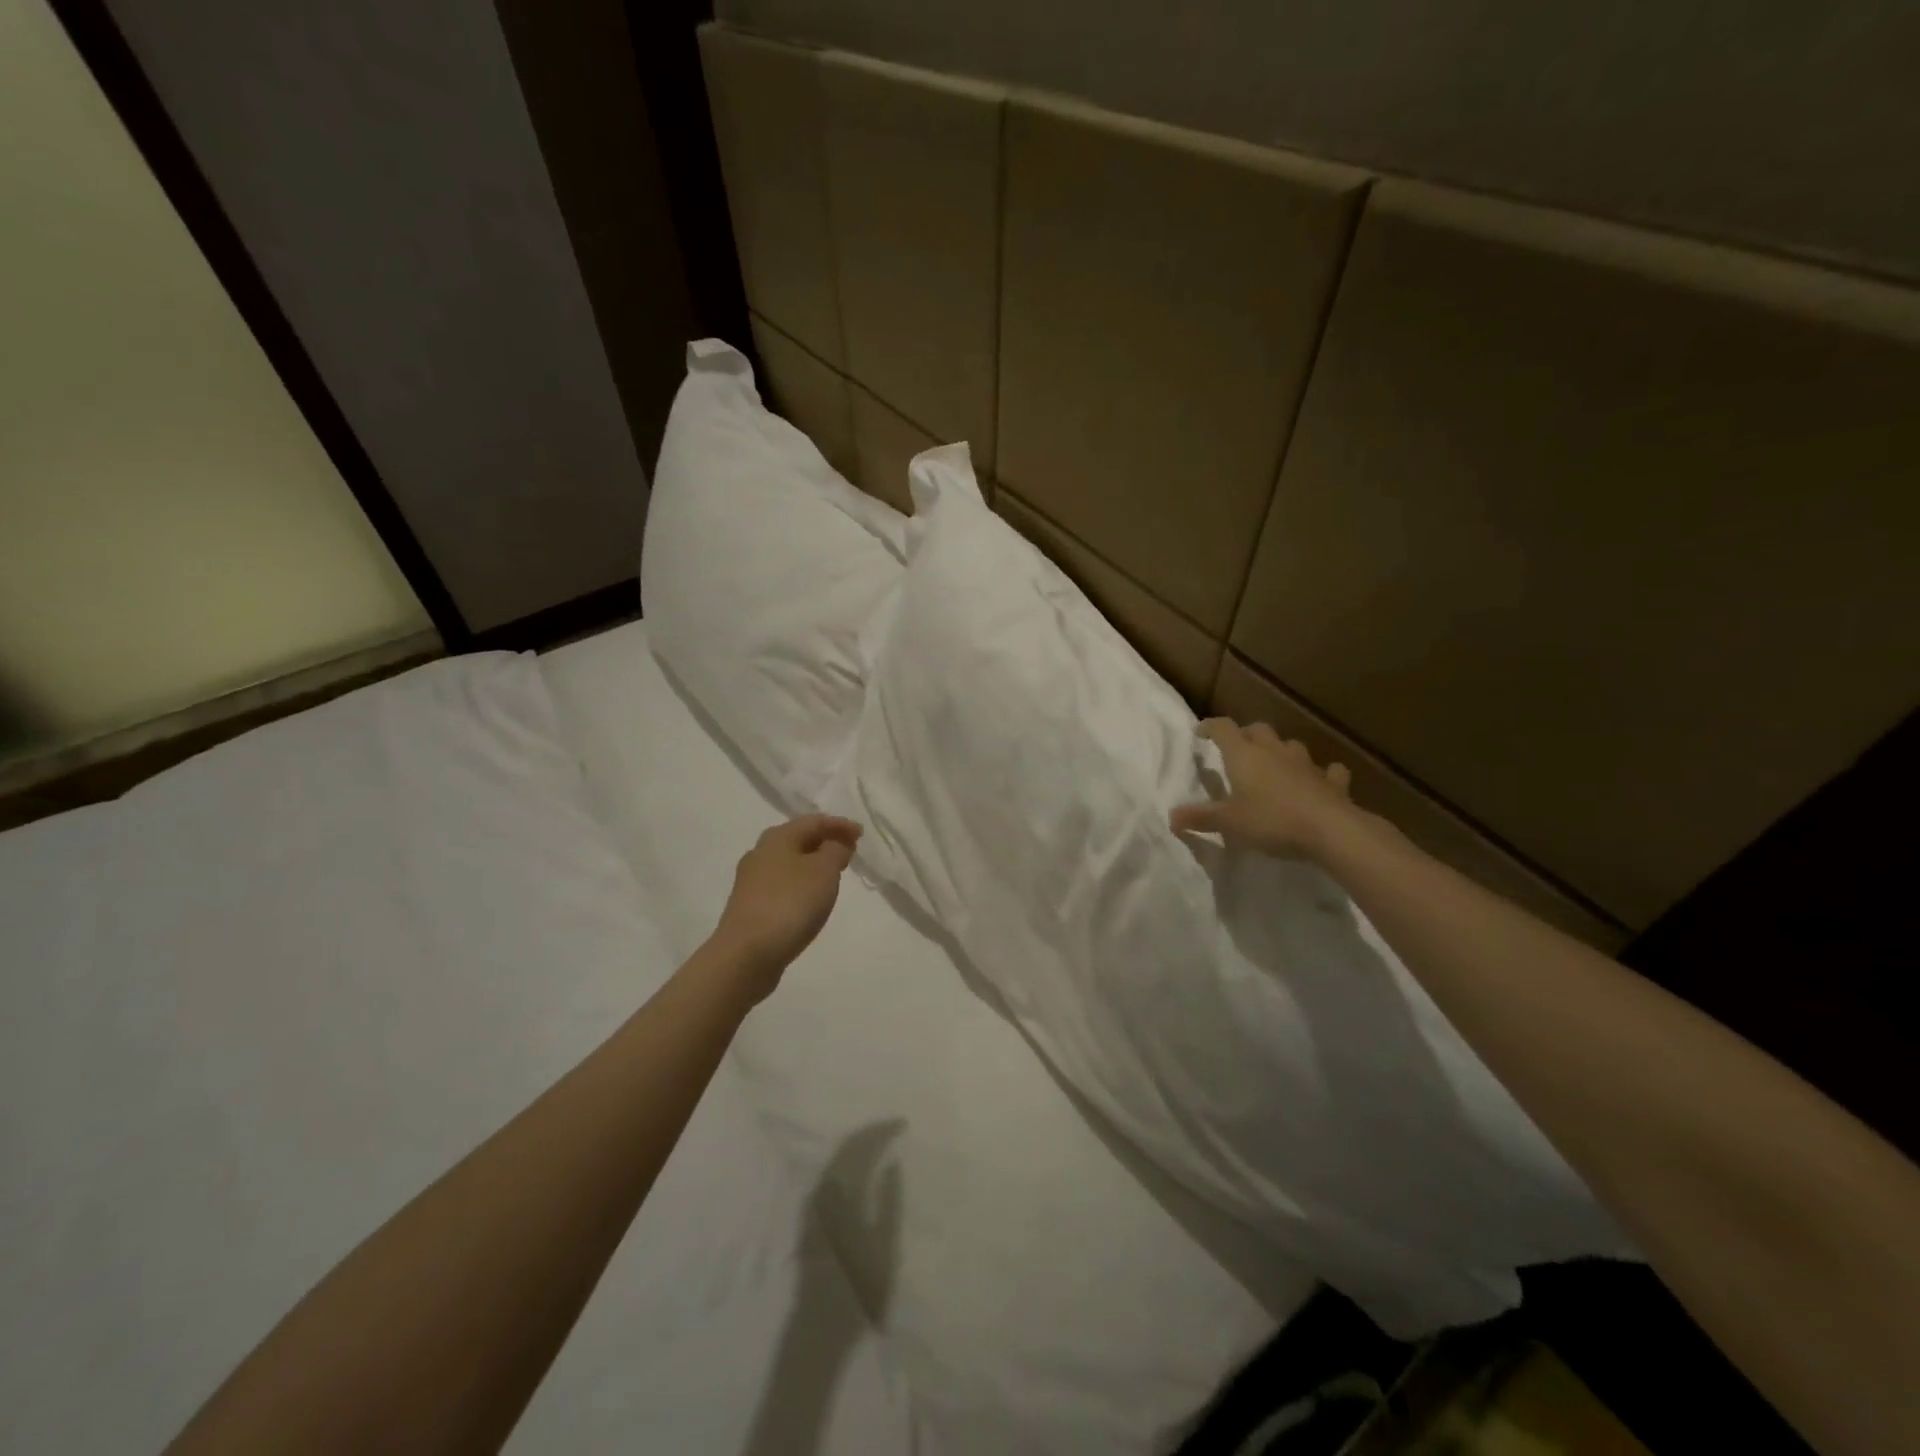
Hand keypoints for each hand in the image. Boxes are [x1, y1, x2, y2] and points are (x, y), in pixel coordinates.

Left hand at [710, 815, 861, 997]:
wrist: (746, 954)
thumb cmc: (790, 904)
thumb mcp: (824, 871)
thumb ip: (835, 851)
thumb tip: (835, 844)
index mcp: (778, 837)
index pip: (814, 821)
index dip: (840, 825)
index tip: (861, 834)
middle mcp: (760, 853)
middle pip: (798, 839)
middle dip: (825, 842)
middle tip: (849, 850)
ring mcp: (752, 881)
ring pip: (789, 862)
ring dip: (813, 863)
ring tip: (834, 874)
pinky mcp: (750, 906)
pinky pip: (782, 884)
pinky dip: (801, 883)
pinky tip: (810, 898)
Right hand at [1170, 719, 1356, 860]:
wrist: (1331, 830)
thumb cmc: (1271, 820)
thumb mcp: (1228, 823)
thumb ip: (1200, 817)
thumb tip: (1171, 818)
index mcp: (1244, 755)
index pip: (1223, 729)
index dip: (1210, 727)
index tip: (1200, 731)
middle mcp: (1274, 752)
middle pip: (1257, 730)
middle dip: (1245, 735)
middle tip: (1237, 748)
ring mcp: (1306, 764)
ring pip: (1290, 745)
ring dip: (1280, 751)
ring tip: (1274, 763)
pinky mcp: (1332, 782)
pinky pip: (1327, 771)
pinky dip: (1322, 773)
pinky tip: (1321, 779)